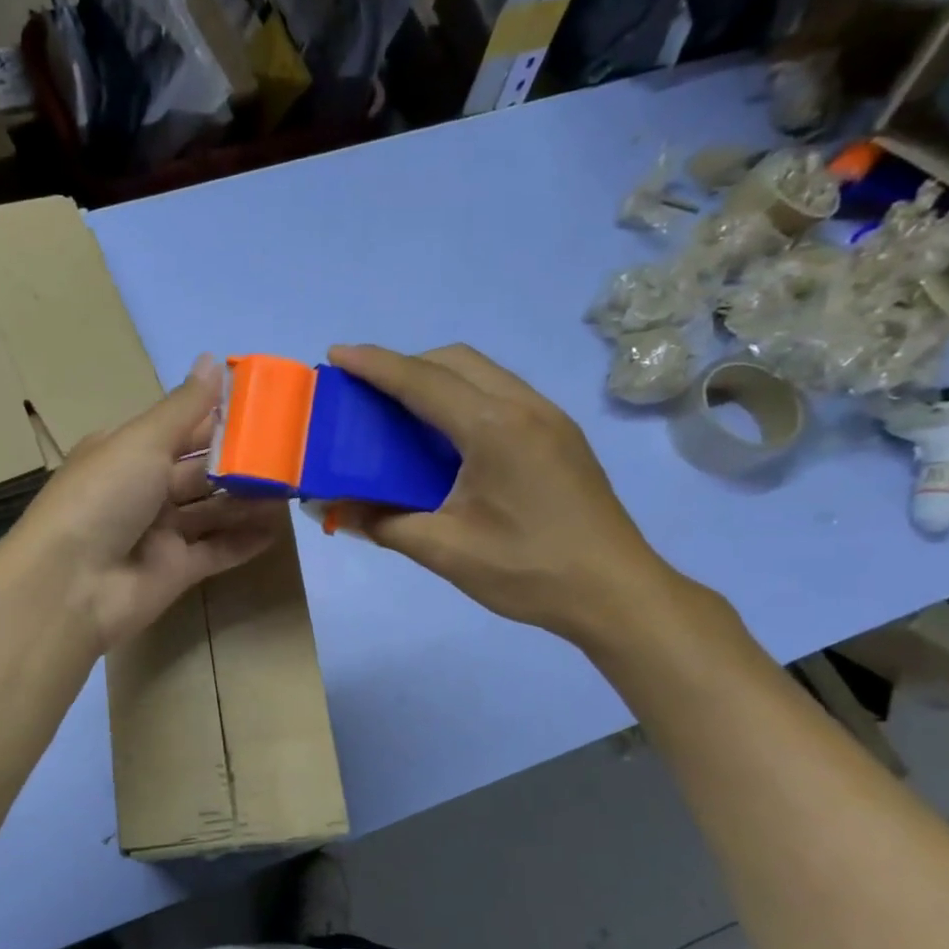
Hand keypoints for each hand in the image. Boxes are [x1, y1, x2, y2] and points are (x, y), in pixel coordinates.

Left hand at [0, 355, 283, 651]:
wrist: (71, 586)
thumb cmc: (103, 498)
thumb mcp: (142, 442)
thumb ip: (184, 407)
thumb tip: (211, 358)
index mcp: (126, 452)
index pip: (180, 429)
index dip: (219, 418)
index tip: (264, 408)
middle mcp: (142, 489)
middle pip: (200, 471)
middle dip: (241, 462)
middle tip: (291, 452)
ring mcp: (158, 533)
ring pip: (212, 512)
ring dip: (248, 501)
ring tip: (293, 488)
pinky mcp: (175, 571)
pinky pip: (216, 552)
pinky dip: (244, 542)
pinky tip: (278, 530)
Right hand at [327, 343, 684, 646]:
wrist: (616, 593)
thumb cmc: (528, 571)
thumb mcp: (444, 551)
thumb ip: (382, 522)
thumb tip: (331, 509)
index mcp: (494, 429)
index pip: (423, 381)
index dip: (375, 365)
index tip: (336, 354)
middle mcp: (524, 407)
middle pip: (456, 361)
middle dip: (405, 365)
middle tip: (367, 394)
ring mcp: (549, 418)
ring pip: (483, 373)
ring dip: (437, 379)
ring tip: (401, 412)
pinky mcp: (560, 435)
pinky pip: (501, 394)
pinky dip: (464, 397)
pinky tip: (448, 439)